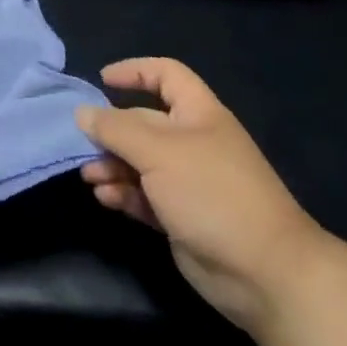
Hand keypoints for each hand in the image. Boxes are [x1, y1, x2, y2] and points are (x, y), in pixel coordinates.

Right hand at [77, 58, 327, 334]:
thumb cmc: (212, 193)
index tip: (102, 81)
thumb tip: (81, 112)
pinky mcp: (181, 217)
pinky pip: (144, 196)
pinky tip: (106, 199)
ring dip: (111, 166)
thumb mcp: (157, 152)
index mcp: (198, 115)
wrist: (264, 274)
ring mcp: (188, 182)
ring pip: (139, 162)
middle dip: (112, 131)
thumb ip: (115, 129)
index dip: (135, 71)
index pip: (166, 75)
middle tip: (85, 144)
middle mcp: (193, 143)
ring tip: (90, 177)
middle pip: (143, 122)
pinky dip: (123, 194)